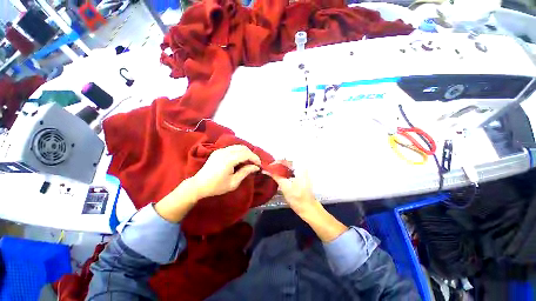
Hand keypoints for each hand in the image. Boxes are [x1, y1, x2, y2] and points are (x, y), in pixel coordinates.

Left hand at [192, 145, 261, 198]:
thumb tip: (256, 167)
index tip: (259, 165)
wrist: (198, 185)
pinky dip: (239, 152)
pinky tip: (240, 159)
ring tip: (249, 161)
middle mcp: (224, 152)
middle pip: (243, 148)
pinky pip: (232, 148)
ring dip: (246, 152)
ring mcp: (220, 150)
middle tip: (255, 163)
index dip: (255, 158)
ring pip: (238, 146)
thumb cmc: (216, 186)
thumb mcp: (233, 182)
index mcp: (228, 160)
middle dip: (251, 154)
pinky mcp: (218, 151)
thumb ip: (245, 172)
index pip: (246, 154)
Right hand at [267, 163, 347, 241]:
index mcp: (300, 168)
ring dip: (281, 168)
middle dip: (278, 165)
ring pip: (290, 167)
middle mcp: (302, 168)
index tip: (268, 166)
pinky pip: (292, 171)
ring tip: (272, 172)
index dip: (276, 162)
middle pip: (288, 162)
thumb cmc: (297, 198)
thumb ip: (276, 176)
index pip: (286, 160)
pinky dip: (285, 172)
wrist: (308, 208)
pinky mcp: (302, 177)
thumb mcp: (285, 187)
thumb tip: (266, 170)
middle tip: (269, 169)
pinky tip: (280, 176)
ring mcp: (303, 172)